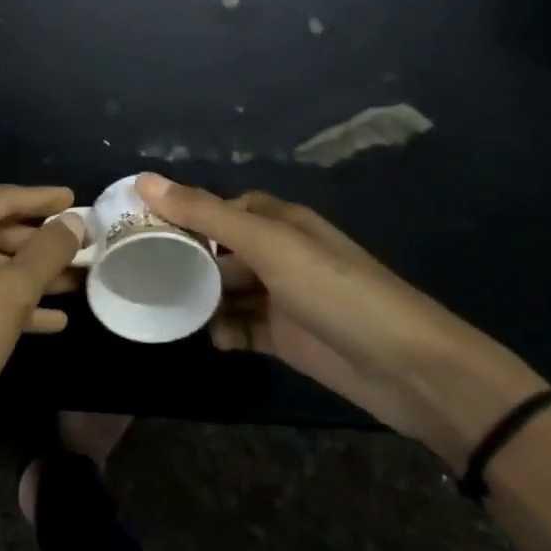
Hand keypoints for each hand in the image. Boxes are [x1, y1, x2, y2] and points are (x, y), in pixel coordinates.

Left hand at [0, 185, 83, 465]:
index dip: (40, 200)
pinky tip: (51, 321)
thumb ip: (46, 253)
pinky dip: (3, 303)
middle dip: (38, 245)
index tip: (75, 199)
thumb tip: (73, 222)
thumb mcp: (8, 296)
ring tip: (77, 283)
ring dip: (27, 278)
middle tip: (83, 247)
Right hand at [138, 174, 547, 469]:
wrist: (411, 370)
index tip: (139, 225)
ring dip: (199, 298)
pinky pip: (239, 326)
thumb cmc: (337, 291)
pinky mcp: (283, 337)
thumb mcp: (269, 245)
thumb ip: (205, 214)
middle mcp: (277, 253)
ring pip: (223, 289)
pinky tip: (214, 338)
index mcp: (278, 221)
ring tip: (166, 306)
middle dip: (182, 258)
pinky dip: (223, 330)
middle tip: (139, 270)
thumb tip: (143, 180)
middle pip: (216, 249)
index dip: (181, 211)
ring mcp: (280, 297)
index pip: (217, 207)